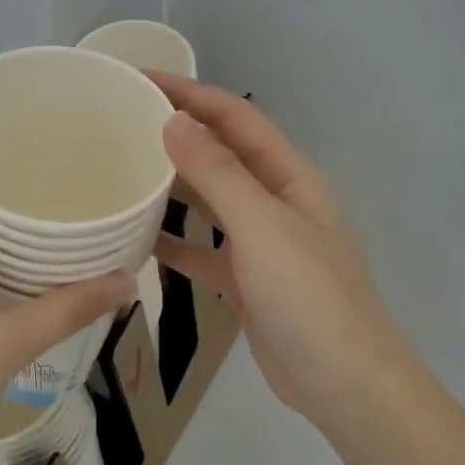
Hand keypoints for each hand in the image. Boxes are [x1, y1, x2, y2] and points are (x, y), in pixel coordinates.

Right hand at [149, 74, 418, 436]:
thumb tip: (174, 121)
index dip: (190, 93)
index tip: (139, 80)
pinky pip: (203, 249)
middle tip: (121, 122)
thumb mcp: (262, 228)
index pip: (235, 118)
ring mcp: (260, 243)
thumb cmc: (308, 297)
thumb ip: (218, 174)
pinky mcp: (245, 280)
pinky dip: (174, 240)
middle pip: (222, 153)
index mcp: (289, 177)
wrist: (343, 384)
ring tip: (123, 169)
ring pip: (210, 200)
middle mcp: (275, 201)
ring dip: (173, 183)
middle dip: (177, 132)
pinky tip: (137, 236)